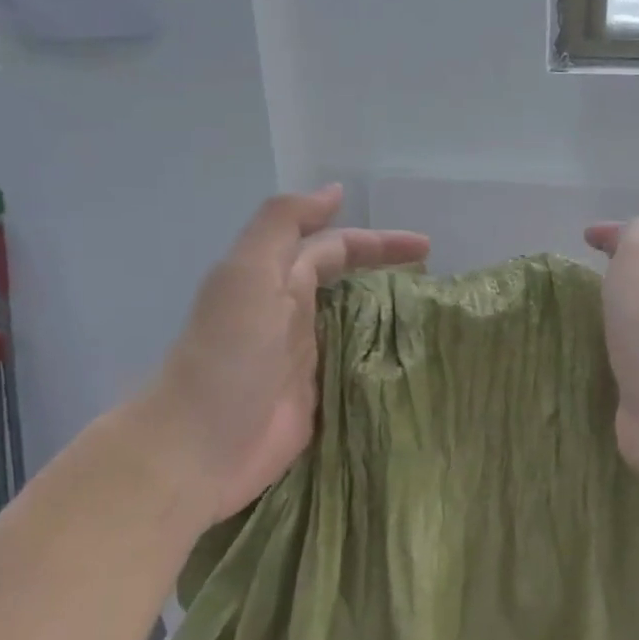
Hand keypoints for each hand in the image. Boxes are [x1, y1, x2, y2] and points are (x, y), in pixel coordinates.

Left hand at [139, 185, 427, 523]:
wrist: (199, 447)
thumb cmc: (227, 355)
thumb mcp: (248, 274)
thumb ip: (283, 225)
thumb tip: (334, 192)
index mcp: (276, 280)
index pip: (335, 248)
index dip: (378, 241)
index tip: (427, 247)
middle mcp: (292, 315)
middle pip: (347, 283)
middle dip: (387, 274)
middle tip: (439, 282)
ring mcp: (305, 360)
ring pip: (355, 324)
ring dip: (390, 317)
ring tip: (436, 320)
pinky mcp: (317, 400)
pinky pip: (357, 369)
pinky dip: (383, 360)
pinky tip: (414, 364)